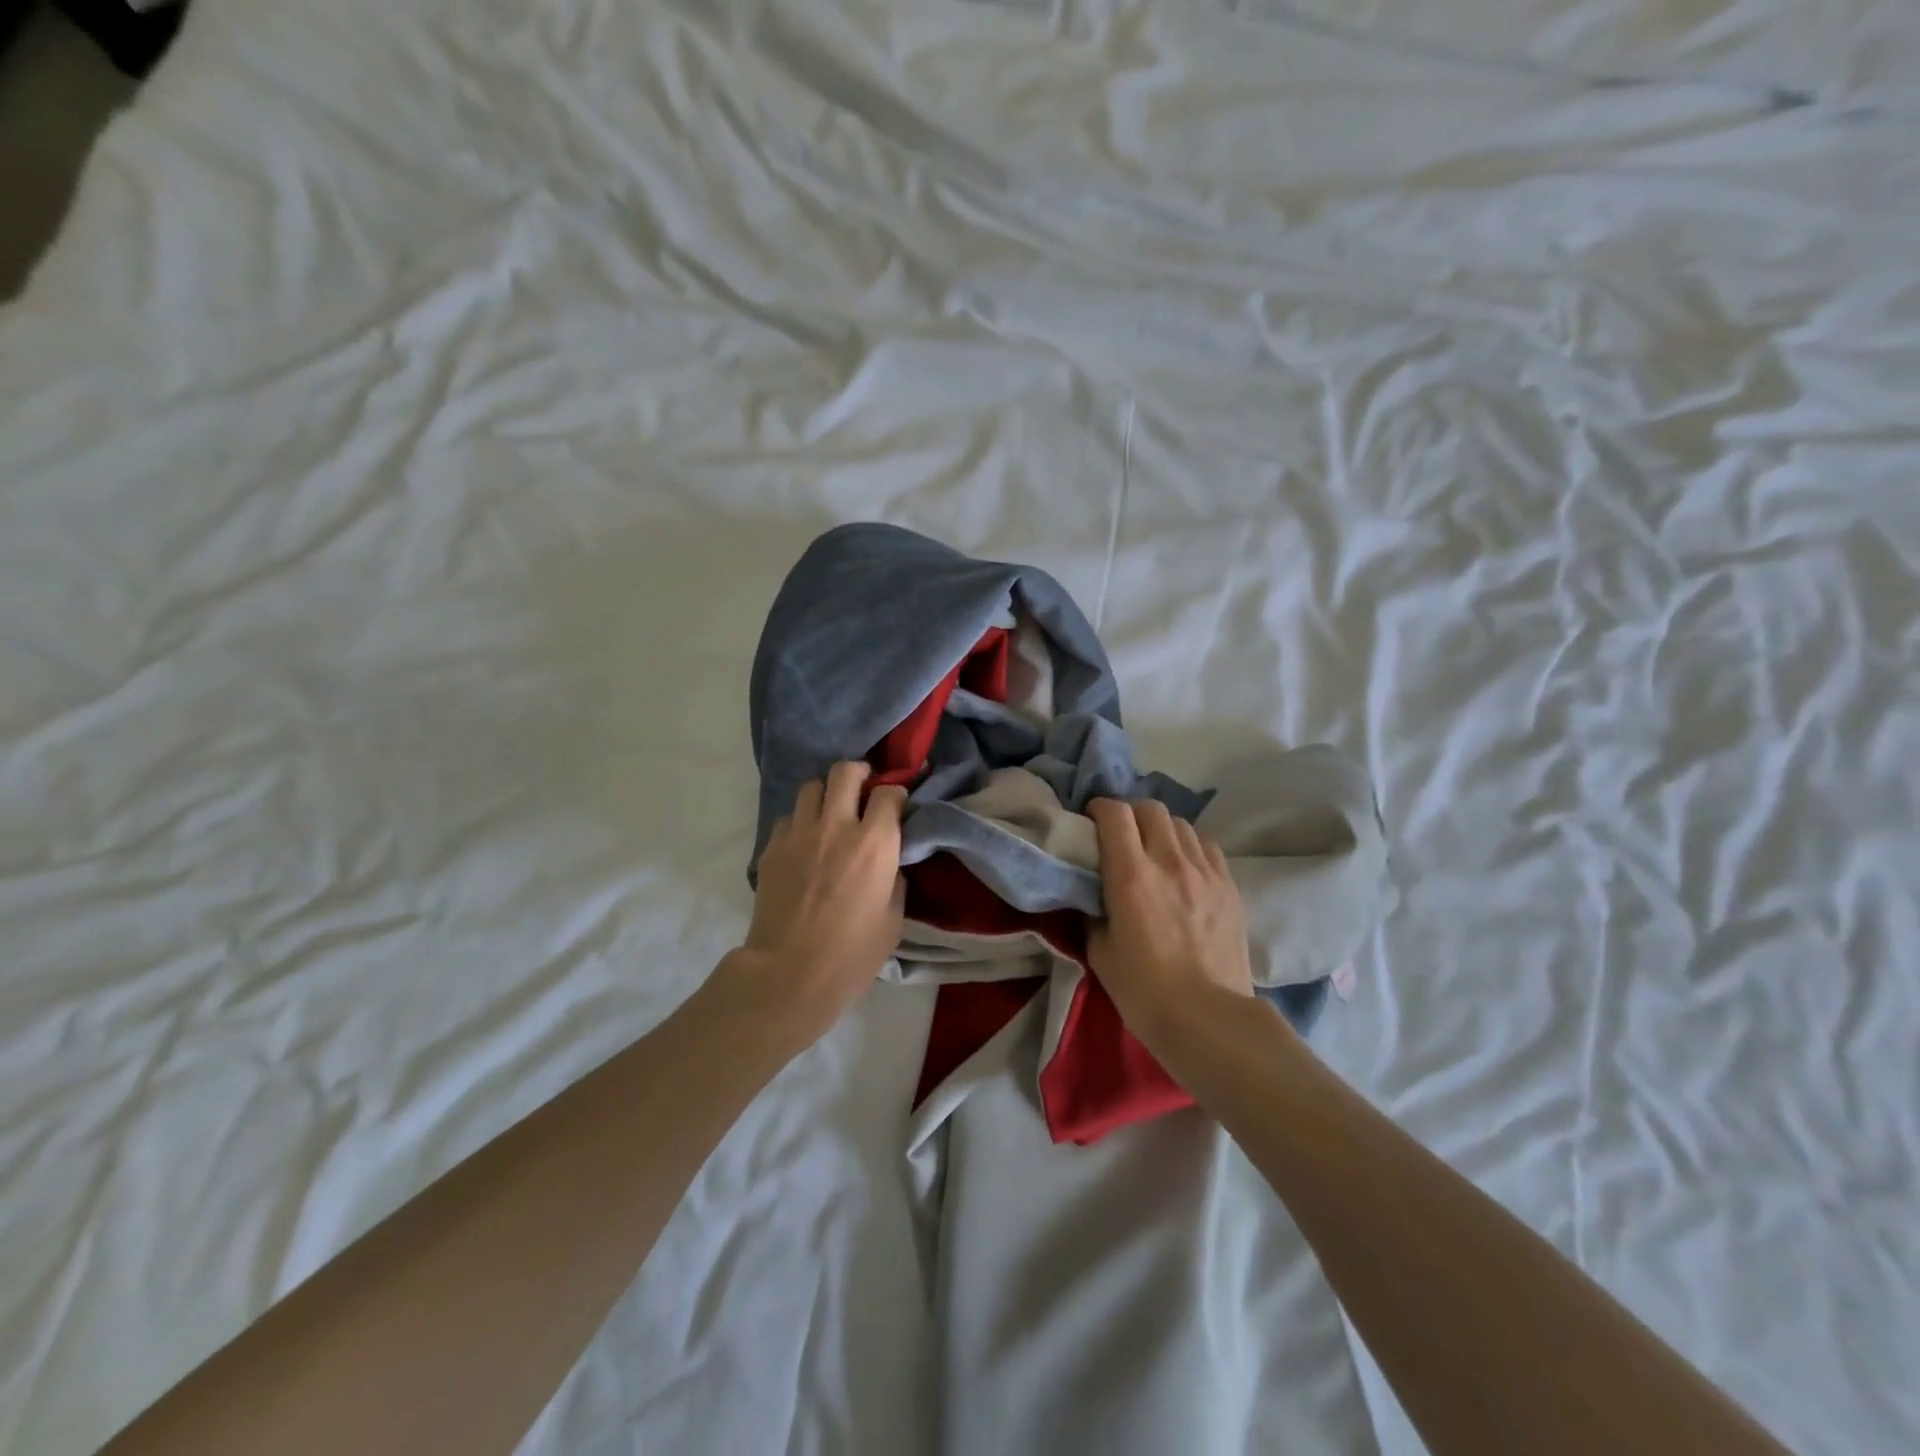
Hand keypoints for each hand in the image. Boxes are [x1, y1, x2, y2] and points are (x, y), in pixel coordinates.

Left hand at [726, 762, 906, 1042]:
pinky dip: (799, 823)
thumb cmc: (852, 953)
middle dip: (859, 774)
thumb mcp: (894, 918)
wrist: (789, 974)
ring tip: (830, 813)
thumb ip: (894, 877)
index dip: (896, 794)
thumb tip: (889, 860)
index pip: (889, 792)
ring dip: (825, 795)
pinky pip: (787, 818)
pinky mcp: (772, 848)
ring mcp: (799, 834)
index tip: (897, 805)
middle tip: (863, 789)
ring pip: (811, 787)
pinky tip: (804, 844)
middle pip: (845, 772)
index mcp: (875, 842)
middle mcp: (837, 826)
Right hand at [1087, 798, 1253, 1043]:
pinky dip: (1190, 847)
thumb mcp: (1099, 951)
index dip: (1099, 809)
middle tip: (1122, 836)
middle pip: (1151, 809)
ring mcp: (1205, 872)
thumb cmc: (1144, 991)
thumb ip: (1094, 910)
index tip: (1091, 821)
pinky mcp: (1230, 886)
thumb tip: (1094, 892)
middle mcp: (1169, 862)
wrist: (1208, 1019)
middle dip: (1131, 815)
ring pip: (1182, 824)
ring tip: (1155, 851)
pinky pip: (1207, 846)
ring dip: (1162, 830)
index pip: (1115, 814)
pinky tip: (1185, 868)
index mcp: (1131, 876)